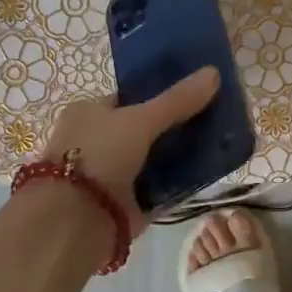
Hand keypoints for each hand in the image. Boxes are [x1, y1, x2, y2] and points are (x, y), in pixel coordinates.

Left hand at [41, 66, 219, 236]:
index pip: (127, 100)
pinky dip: (174, 184)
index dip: (158, 96)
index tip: (192, 96)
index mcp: (86, 113)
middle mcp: (93, 142)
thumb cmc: (100, 154)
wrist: (78, 219)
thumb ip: (177, 100)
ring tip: (214, 146)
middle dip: (171, 128)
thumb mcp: (140, 119)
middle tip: (210, 121)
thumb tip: (214, 72)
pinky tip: (203, 177)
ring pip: (150, 159)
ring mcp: (107, 174)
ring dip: (176, 157)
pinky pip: (155, 188)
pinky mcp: (122, 204)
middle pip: (141, 130)